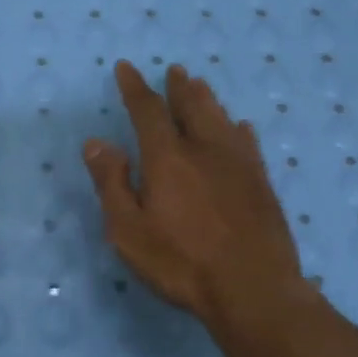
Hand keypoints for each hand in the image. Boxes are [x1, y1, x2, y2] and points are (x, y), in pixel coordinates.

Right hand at [84, 61, 305, 326]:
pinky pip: (248, 143)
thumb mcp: (129, 230)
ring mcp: (239, 165)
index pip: (148, 111)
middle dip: (178, 88)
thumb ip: (112, 183)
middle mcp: (205, 150)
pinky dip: (238, 129)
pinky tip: (240, 127)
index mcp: (168, 158)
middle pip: (191, 107)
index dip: (135, 88)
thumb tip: (96, 143)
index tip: (126, 68)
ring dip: (207, 100)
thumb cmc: (182, 262)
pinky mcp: (261, 183)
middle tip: (174, 71)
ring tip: (200, 85)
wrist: (253, 288)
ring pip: (221, 119)